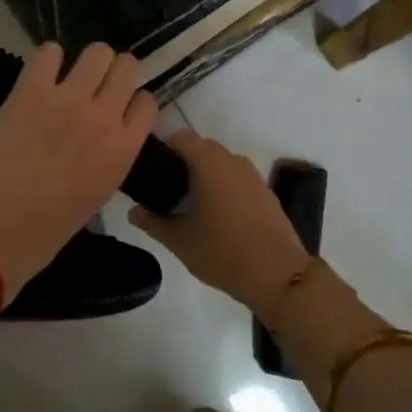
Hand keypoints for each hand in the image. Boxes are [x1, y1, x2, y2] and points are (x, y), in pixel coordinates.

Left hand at [0, 43, 158, 292]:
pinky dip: (48, 58)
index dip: (134, 102)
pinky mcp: (31, 90)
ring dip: (88, 61)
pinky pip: (48, 52)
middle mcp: (104, 118)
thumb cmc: (42, 232)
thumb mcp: (94, 198)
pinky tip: (41, 74)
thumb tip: (96, 145)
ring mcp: (68, 100)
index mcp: (123, 152)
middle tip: (97, 84)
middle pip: (127, 67)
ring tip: (71, 75)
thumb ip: (105, 162)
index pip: (147, 104)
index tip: (120, 107)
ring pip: (97, 52)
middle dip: (116, 72)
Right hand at [128, 132, 311, 313]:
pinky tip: (217, 214)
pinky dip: (224, 186)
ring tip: (190, 203)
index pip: (181, 137)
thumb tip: (133, 212)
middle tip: (166, 189)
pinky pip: (237, 178)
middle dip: (183, 162)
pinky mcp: (265, 191)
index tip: (151, 168)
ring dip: (205, 175)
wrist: (278, 273)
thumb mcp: (180, 241)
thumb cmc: (223, 252)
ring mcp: (252, 175)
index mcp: (209, 163)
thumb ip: (153, 222)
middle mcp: (232, 160)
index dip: (164, 147)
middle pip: (202, 148)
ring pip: (221, 163)